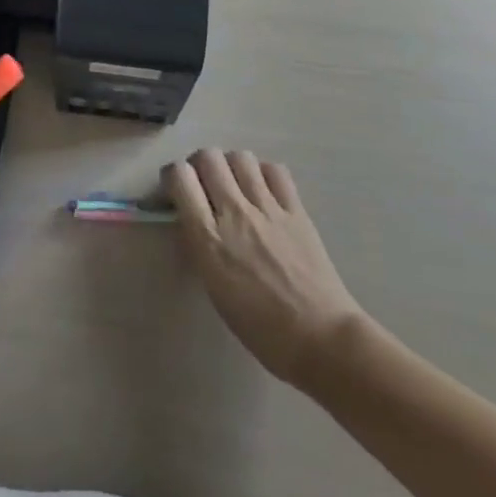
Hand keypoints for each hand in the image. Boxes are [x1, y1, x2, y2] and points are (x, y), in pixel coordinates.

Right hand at [166, 149, 366, 386]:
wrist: (322, 340)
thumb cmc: (262, 329)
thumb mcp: (215, 289)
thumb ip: (200, 246)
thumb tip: (193, 220)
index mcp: (209, 238)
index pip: (179, 177)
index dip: (173, 177)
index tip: (176, 191)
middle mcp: (235, 213)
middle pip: (208, 157)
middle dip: (199, 165)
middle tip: (204, 185)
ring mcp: (268, 208)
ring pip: (240, 156)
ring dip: (231, 166)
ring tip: (235, 186)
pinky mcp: (296, 209)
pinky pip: (275, 170)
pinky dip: (264, 173)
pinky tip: (264, 191)